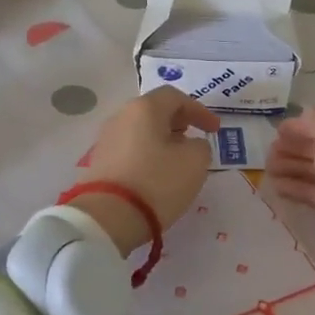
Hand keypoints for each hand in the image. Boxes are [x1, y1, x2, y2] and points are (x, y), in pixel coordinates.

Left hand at [68, 87, 218, 253]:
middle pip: (154, 111)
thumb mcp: (195, 162)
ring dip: (162, 140)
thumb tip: (190, 145)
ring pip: (141, 131)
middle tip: (194, 138)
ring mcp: (106, 140)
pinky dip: (148, 155)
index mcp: (144, 108)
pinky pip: (130, 150)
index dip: (199, 110)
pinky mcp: (99, 163)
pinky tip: (157, 173)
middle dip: (178, 122)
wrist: (108, 217)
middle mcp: (121, 117)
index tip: (215, 130)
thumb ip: (200, 146)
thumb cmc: (157, 182)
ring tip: (178, 159)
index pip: (175, 97)